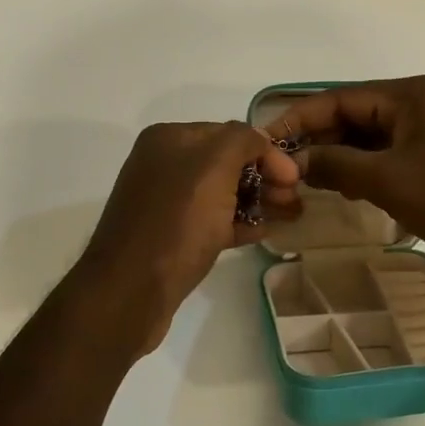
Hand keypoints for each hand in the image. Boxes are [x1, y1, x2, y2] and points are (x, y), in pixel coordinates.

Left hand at [74, 121, 299, 357]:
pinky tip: (265, 233)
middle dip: (265, 177)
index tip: (294, 178)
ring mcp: (166, 201)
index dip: (266, 151)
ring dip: (257, 200)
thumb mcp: (214, 167)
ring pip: (223, 193)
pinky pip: (212, 220)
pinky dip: (239, 223)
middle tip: (295, 200)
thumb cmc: (176, 223)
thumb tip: (260, 140)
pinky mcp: (170, 236)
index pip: (230, 133)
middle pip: (227, 163)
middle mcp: (164, 164)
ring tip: (290, 216)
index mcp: (169, 139)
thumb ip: (242, 140)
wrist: (129, 292)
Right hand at [262, 76, 424, 283]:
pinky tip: (341, 190)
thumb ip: (336, 166)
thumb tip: (294, 162)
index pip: (339, 98)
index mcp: (408, 94)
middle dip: (318, 140)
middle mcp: (418, 103)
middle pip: (353, 116)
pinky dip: (363, 170)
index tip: (265, 141)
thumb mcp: (388, 180)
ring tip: (303, 181)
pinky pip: (388, 156)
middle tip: (281, 167)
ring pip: (369, 138)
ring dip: (338, 158)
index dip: (298, 119)